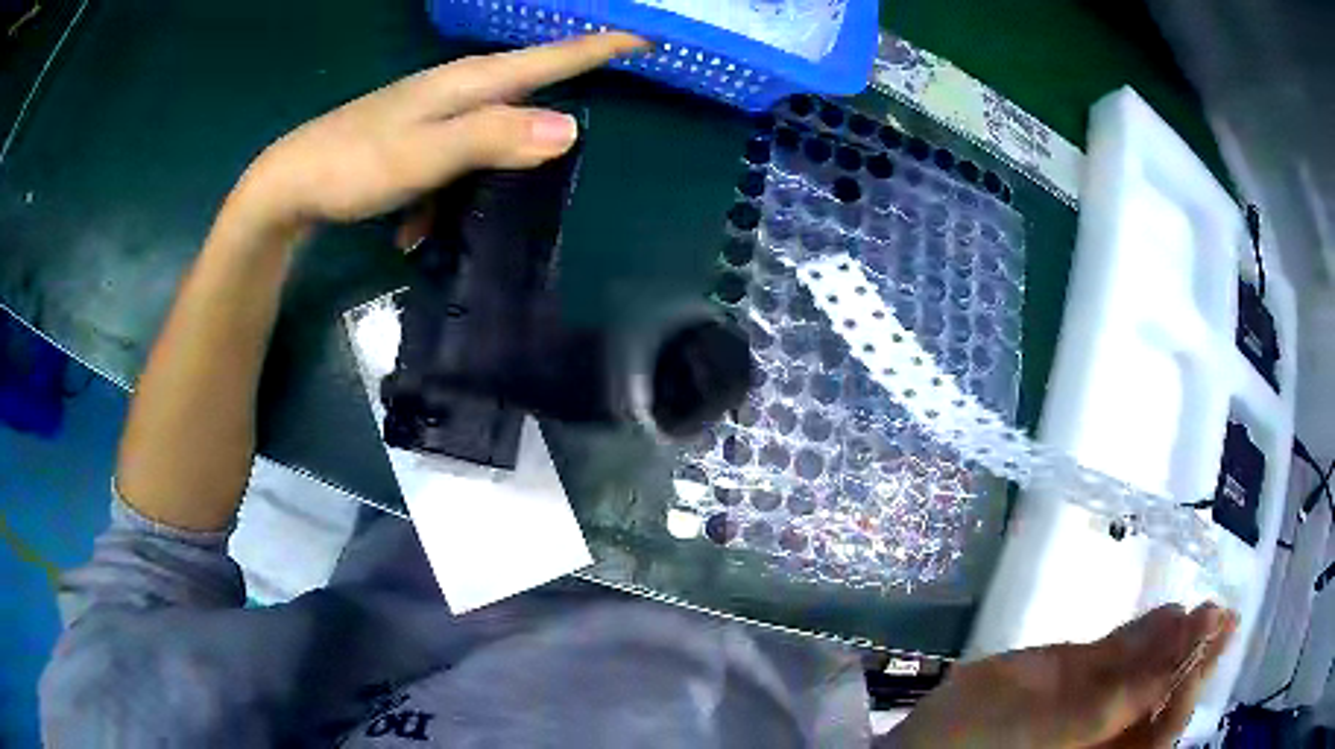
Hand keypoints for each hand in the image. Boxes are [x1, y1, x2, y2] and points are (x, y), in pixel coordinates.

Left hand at [232, 32, 644, 228]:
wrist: (290, 182)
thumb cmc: (353, 166)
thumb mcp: (425, 155)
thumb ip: (493, 137)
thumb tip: (571, 127)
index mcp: (465, 84)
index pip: (546, 58)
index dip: (596, 48)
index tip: (645, 39)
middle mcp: (454, 88)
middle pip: (525, 78)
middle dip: (567, 75)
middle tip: (608, 77)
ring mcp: (431, 110)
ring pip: (490, 121)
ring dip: (504, 150)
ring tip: (503, 184)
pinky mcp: (413, 134)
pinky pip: (455, 153)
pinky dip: (453, 185)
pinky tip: (423, 224)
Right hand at [887, 603, 1238, 747]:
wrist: (924, 744)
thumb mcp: (1046, 736)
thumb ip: (1106, 708)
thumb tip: (1167, 672)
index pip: (1163, 727)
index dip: (1190, 684)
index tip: (1213, 636)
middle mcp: (1110, 734)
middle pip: (1163, 699)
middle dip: (1195, 659)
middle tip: (1225, 617)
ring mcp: (1095, 704)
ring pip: (1146, 672)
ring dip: (1178, 640)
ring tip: (1207, 608)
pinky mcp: (1078, 677)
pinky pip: (1120, 656)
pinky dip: (1146, 634)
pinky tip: (1169, 613)